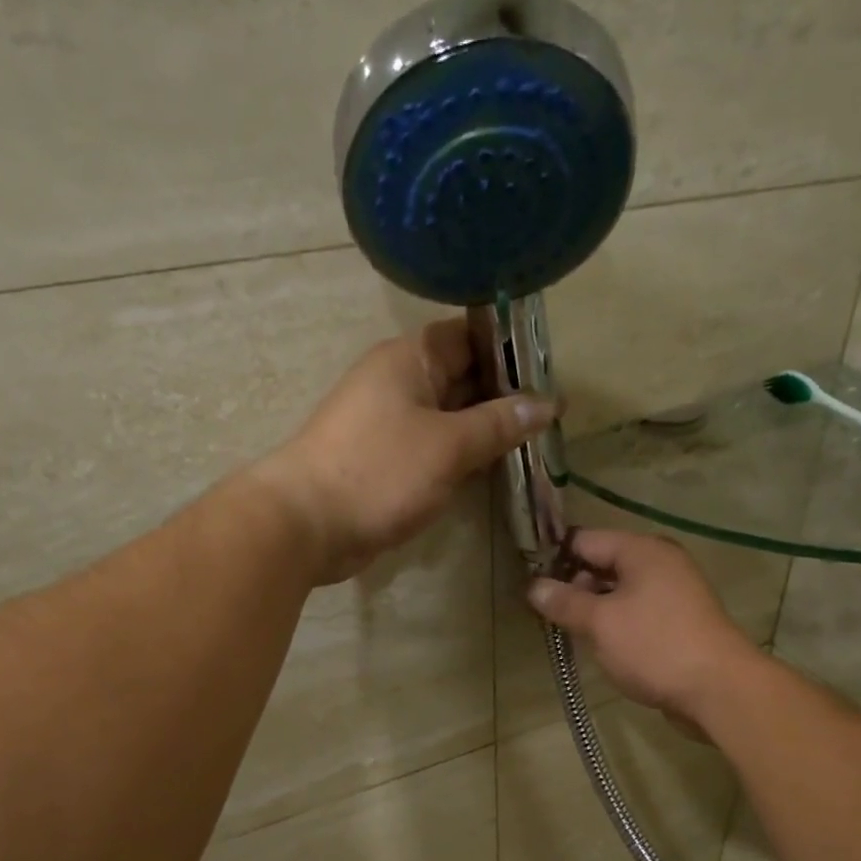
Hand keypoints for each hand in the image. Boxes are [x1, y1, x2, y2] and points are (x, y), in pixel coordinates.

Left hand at [251, 321, 556, 583]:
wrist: (307, 525)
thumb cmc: (380, 472)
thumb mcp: (449, 445)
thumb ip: (499, 423)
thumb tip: (546, 404)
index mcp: (410, 359)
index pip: (469, 335)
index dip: (510, 349)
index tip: (551, 372)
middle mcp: (399, 383)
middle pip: (462, 377)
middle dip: (505, 395)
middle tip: (553, 417)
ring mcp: (390, 425)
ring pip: (449, 418)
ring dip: (485, 431)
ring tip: (535, 444)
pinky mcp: (385, 463)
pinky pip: (433, 450)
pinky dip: (461, 458)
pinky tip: (493, 471)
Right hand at [527, 531, 759, 722]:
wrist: (719, 689)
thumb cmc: (654, 646)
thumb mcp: (600, 623)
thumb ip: (564, 602)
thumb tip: (533, 586)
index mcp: (642, 550)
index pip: (585, 539)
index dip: (554, 558)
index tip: (529, 582)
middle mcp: (660, 562)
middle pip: (604, 563)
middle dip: (574, 586)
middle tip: (546, 614)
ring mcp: (674, 592)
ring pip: (620, 590)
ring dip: (594, 607)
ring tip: (569, 632)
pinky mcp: (679, 621)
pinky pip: (637, 611)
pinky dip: (617, 622)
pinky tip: (602, 645)